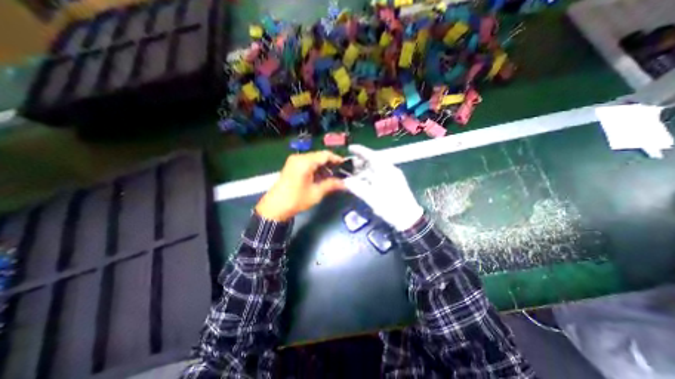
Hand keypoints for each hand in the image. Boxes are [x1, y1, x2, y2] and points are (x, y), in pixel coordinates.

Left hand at [257, 150, 343, 221]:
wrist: (274, 207)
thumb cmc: (296, 200)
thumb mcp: (316, 193)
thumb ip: (331, 185)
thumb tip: (344, 184)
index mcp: (305, 162)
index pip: (325, 155)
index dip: (337, 159)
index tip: (346, 166)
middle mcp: (299, 158)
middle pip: (319, 156)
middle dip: (331, 164)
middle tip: (341, 173)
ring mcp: (294, 161)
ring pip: (313, 160)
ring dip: (323, 167)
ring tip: (333, 177)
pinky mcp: (291, 166)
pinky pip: (307, 164)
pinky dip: (316, 169)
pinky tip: (322, 177)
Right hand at [343, 145, 419, 230]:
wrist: (408, 218)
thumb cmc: (391, 207)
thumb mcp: (372, 198)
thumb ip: (358, 188)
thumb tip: (346, 181)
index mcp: (386, 170)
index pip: (372, 155)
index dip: (360, 151)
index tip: (350, 148)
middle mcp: (389, 170)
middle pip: (373, 162)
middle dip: (360, 162)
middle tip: (348, 166)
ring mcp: (392, 177)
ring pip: (375, 169)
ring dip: (363, 171)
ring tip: (352, 175)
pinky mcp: (392, 184)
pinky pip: (378, 176)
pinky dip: (369, 177)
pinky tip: (362, 183)